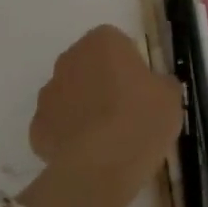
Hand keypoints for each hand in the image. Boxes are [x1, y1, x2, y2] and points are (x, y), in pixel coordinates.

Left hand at [29, 26, 180, 182]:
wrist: (102, 165)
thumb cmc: (141, 118)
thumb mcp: (170, 96)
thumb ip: (160, 83)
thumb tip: (154, 87)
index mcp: (102, 41)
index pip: (117, 44)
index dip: (130, 66)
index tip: (142, 89)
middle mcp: (69, 59)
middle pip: (88, 66)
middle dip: (102, 83)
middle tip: (126, 111)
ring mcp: (48, 93)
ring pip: (69, 95)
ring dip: (83, 108)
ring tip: (108, 137)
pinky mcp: (36, 128)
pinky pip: (57, 125)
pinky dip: (69, 136)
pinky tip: (89, 154)